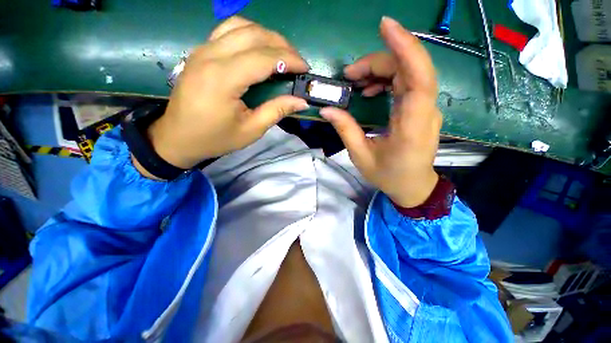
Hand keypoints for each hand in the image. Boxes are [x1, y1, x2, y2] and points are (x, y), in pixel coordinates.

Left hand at [139, 16, 308, 175]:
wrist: (177, 137)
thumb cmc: (215, 138)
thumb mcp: (250, 130)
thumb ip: (276, 111)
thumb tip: (301, 101)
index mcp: (223, 79)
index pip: (263, 57)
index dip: (289, 59)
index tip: (305, 68)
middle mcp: (211, 55)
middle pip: (253, 34)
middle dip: (281, 44)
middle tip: (296, 62)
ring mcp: (202, 49)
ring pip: (240, 25)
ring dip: (266, 35)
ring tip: (281, 53)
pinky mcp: (200, 51)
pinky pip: (227, 30)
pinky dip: (248, 34)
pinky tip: (258, 49)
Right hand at [320, 17, 440, 207]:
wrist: (412, 185)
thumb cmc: (388, 175)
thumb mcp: (360, 156)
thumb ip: (345, 130)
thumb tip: (327, 109)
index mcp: (411, 126)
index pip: (418, 78)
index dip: (405, 48)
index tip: (385, 26)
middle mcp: (424, 112)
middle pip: (410, 70)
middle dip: (379, 61)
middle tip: (350, 74)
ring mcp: (425, 109)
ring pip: (409, 73)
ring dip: (381, 69)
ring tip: (356, 81)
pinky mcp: (419, 109)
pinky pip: (407, 83)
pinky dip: (387, 79)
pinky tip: (370, 89)